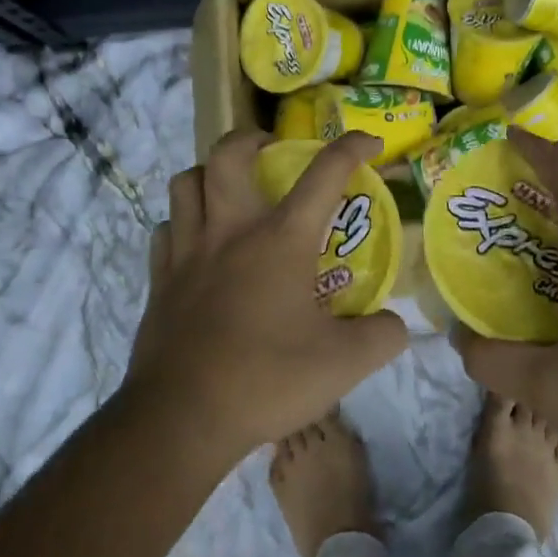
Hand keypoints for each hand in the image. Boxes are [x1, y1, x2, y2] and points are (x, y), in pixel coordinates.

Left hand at [123, 129, 409, 464]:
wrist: (183, 417)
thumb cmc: (267, 380)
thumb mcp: (344, 365)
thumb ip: (383, 337)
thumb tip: (397, 324)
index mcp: (281, 240)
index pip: (324, 174)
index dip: (351, 148)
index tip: (370, 142)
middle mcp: (231, 231)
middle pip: (228, 154)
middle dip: (252, 139)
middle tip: (271, 150)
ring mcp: (188, 252)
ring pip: (185, 182)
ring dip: (209, 173)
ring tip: (229, 189)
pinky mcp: (159, 279)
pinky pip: (165, 229)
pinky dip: (181, 222)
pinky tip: (196, 242)